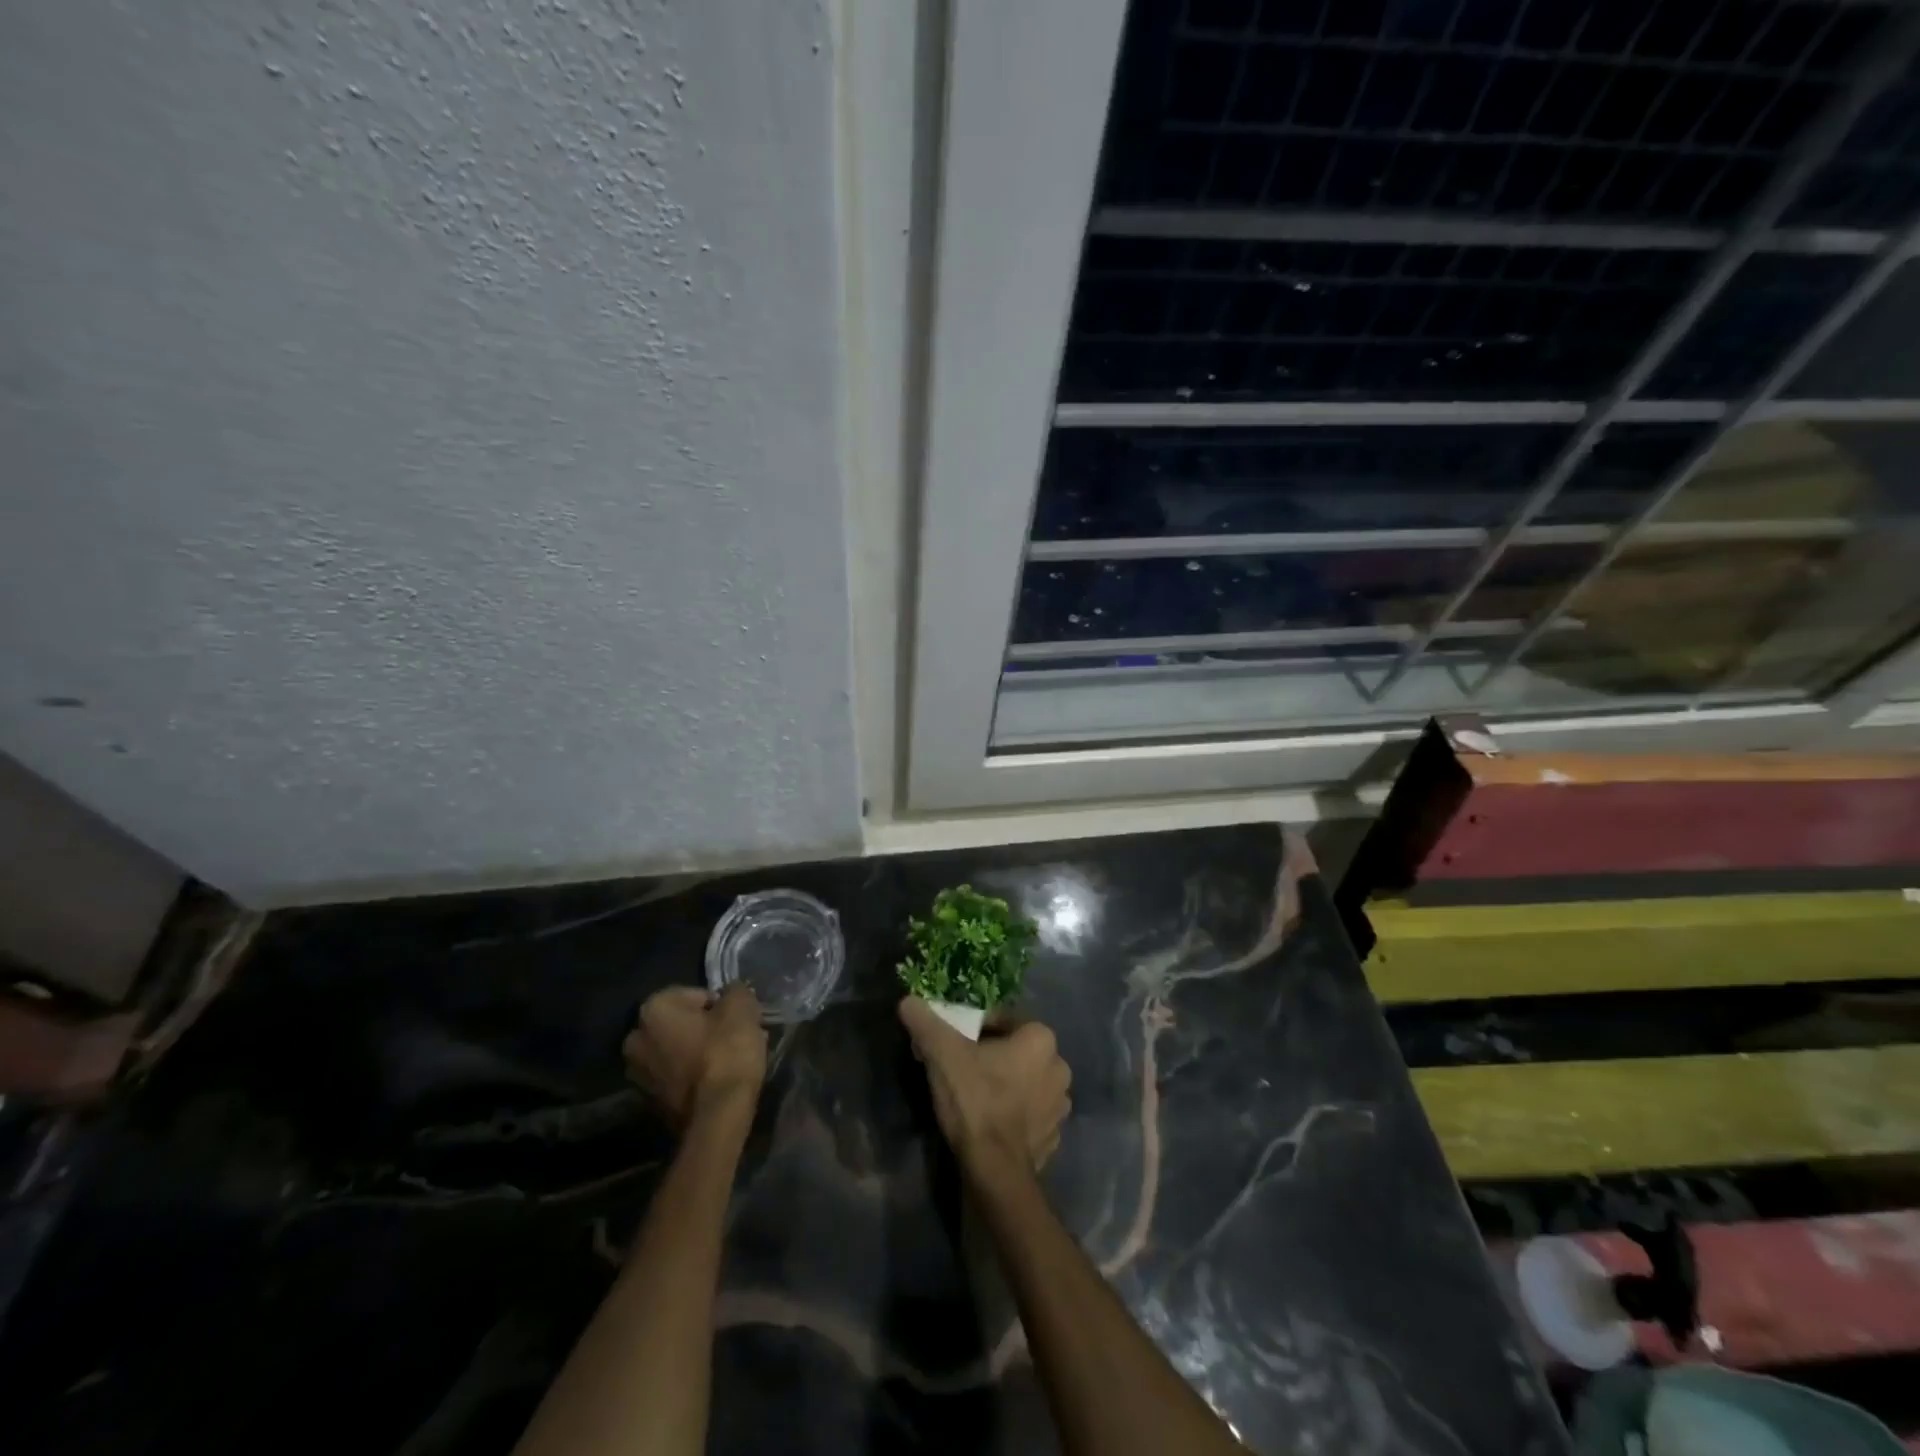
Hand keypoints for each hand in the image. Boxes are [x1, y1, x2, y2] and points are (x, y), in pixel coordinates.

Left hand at [624, 985, 766, 1130]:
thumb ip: (735, 992)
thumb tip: (732, 993)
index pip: (692, 994)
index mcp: (653, 1010)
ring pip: (676, 1051)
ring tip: (728, 1061)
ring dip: (697, 1052)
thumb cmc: (725, 1053)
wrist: (716, 1117)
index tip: (735, 1018)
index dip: (718, 1004)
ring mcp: (638, 1075)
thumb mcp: (742, 1009)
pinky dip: (692, 1075)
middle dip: (704, 1028)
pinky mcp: (648, 1103)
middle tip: (732, 1037)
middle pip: (680, 1024)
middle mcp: (635, 1039)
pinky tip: (716, 1080)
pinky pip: (675, 1077)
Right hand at [898, 997, 1070, 1177]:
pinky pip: (1030, 1114)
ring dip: (1006, 1084)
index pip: (1004, 1020)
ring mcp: (1059, 1106)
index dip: (975, 1028)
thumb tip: (908, 1001)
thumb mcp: (942, 1053)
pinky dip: (1014, 1114)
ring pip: (1025, 1082)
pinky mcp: (1053, 1137)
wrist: (995, 1171)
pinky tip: (990, 1122)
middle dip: (992, 1055)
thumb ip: (926, 1022)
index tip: (954, 1042)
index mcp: (1041, 1038)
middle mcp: (1059, 1067)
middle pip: (1017, 1051)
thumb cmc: (975, 1099)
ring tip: (974, 1096)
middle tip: (961, 1067)